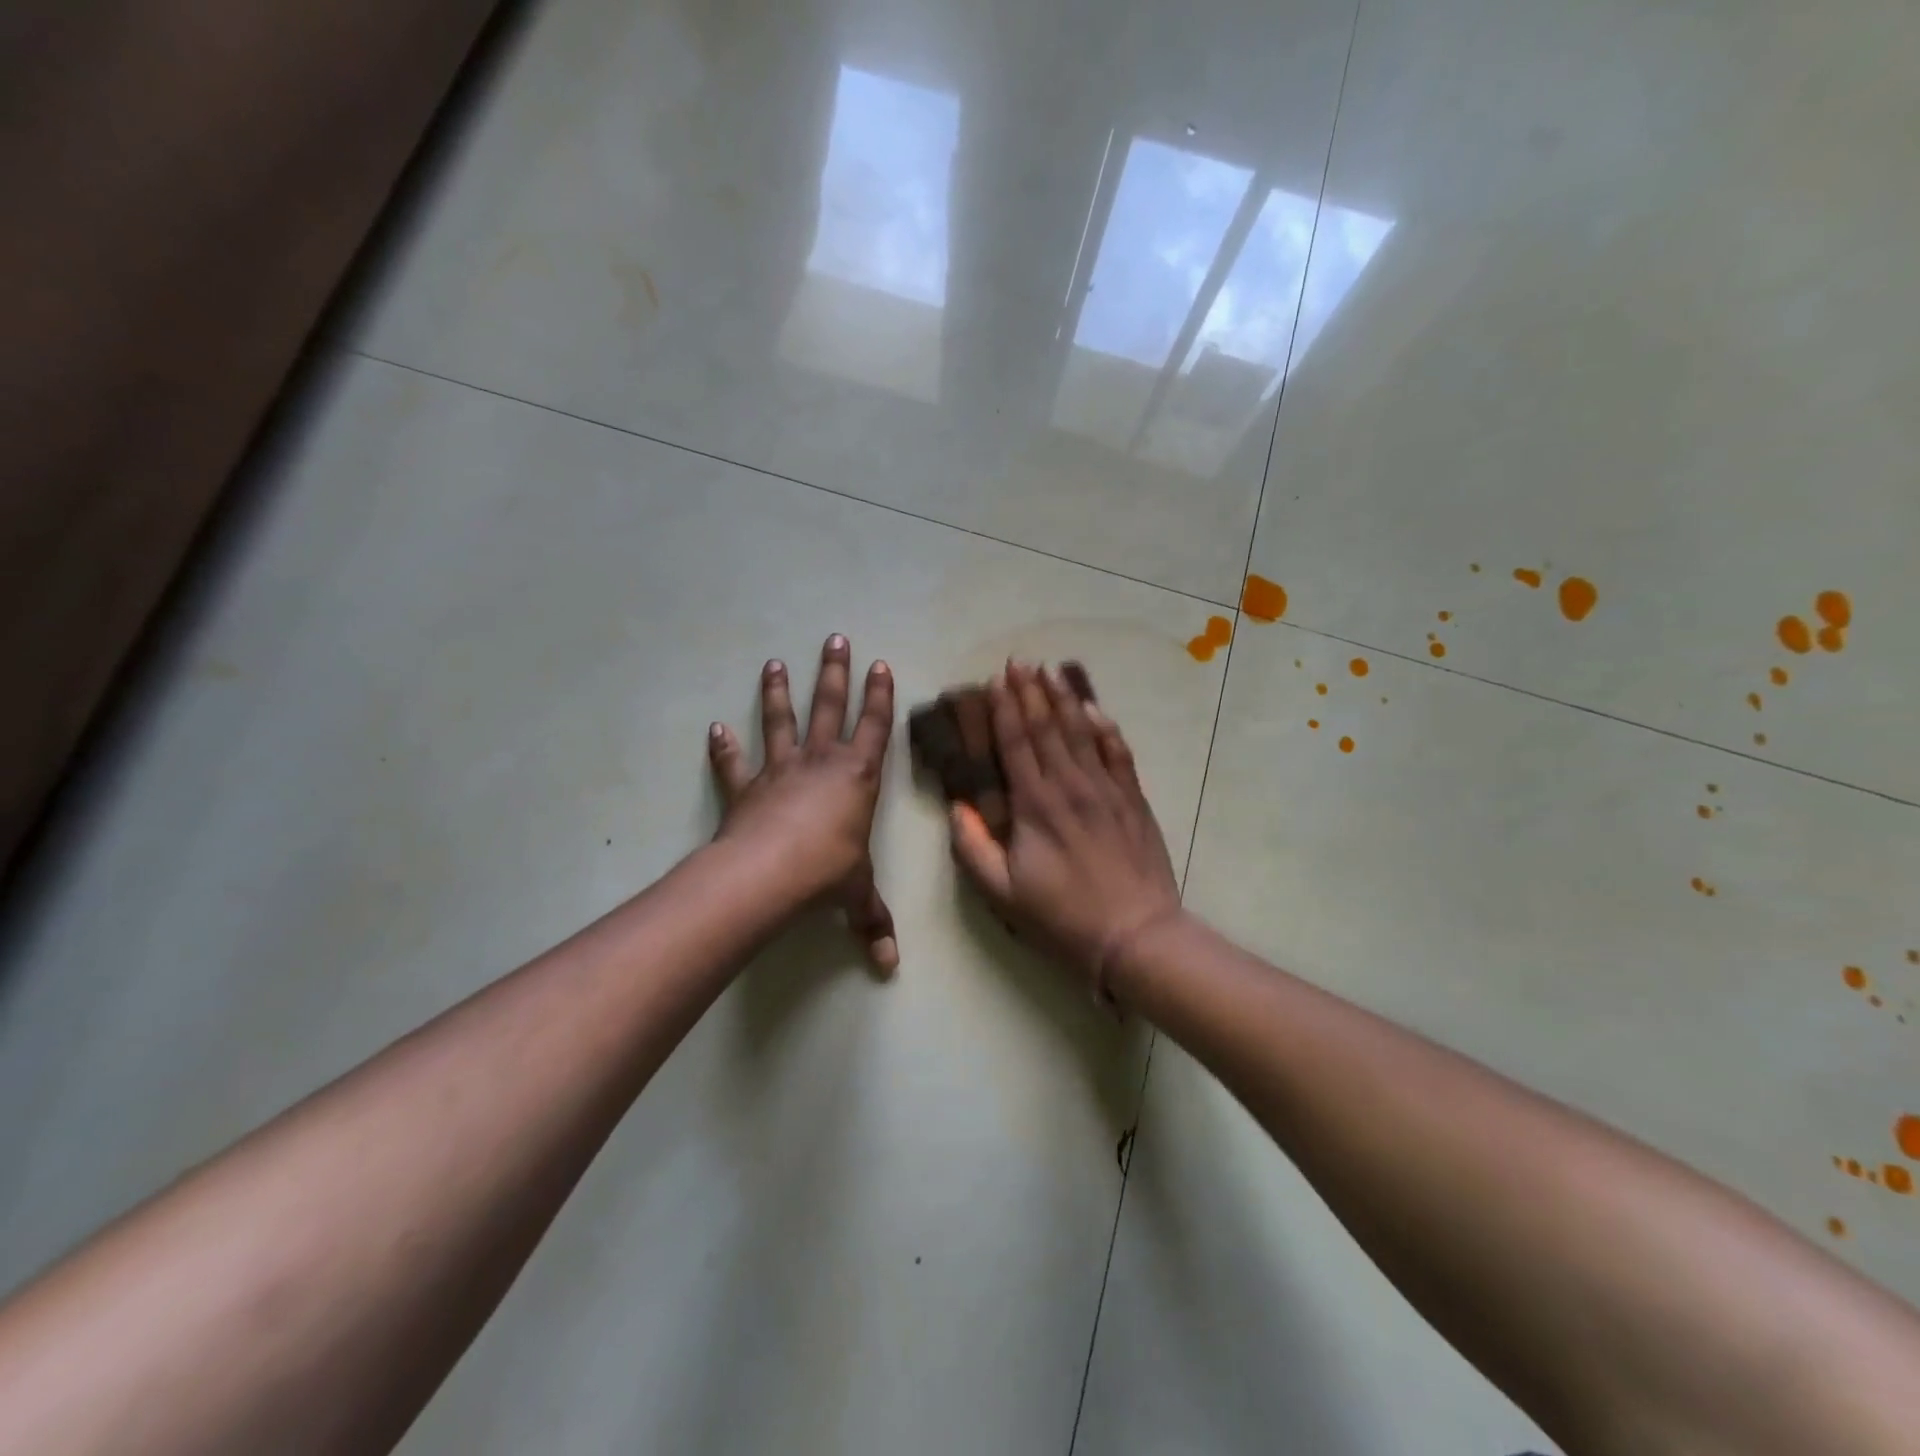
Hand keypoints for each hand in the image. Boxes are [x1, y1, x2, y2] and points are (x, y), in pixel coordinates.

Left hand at [709, 635, 898, 974]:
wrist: (769, 874)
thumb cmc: (827, 874)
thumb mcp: (856, 896)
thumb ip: (871, 923)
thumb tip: (889, 966)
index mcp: (858, 777)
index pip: (875, 728)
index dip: (880, 696)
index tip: (879, 664)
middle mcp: (821, 763)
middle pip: (829, 707)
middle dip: (835, 673)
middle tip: (835, 638)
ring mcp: (780, 771)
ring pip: (782, 722)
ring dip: (779, 693)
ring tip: (773, 663)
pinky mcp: (746, 788)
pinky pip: (735, 763)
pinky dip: (724, 747)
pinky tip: (716, 728)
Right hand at [948, 661, 1181, 994]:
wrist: (1135, 934)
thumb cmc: (1062, 917)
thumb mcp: (1002, 893)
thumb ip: (973, 848)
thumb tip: (956, 807)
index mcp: (1035, 804)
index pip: (1016, 743)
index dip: (1005, 708)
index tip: (995, 680)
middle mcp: (1070, 785)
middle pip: (1047, 728)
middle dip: (1030, 692)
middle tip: (1019, 662)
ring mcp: (1106, 789)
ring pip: (1082, 732)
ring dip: (1064, 699)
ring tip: (1050, 671)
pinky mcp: (1133, 799)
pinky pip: (1118, 752)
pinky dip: (1106, 727)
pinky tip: (1096, 709)